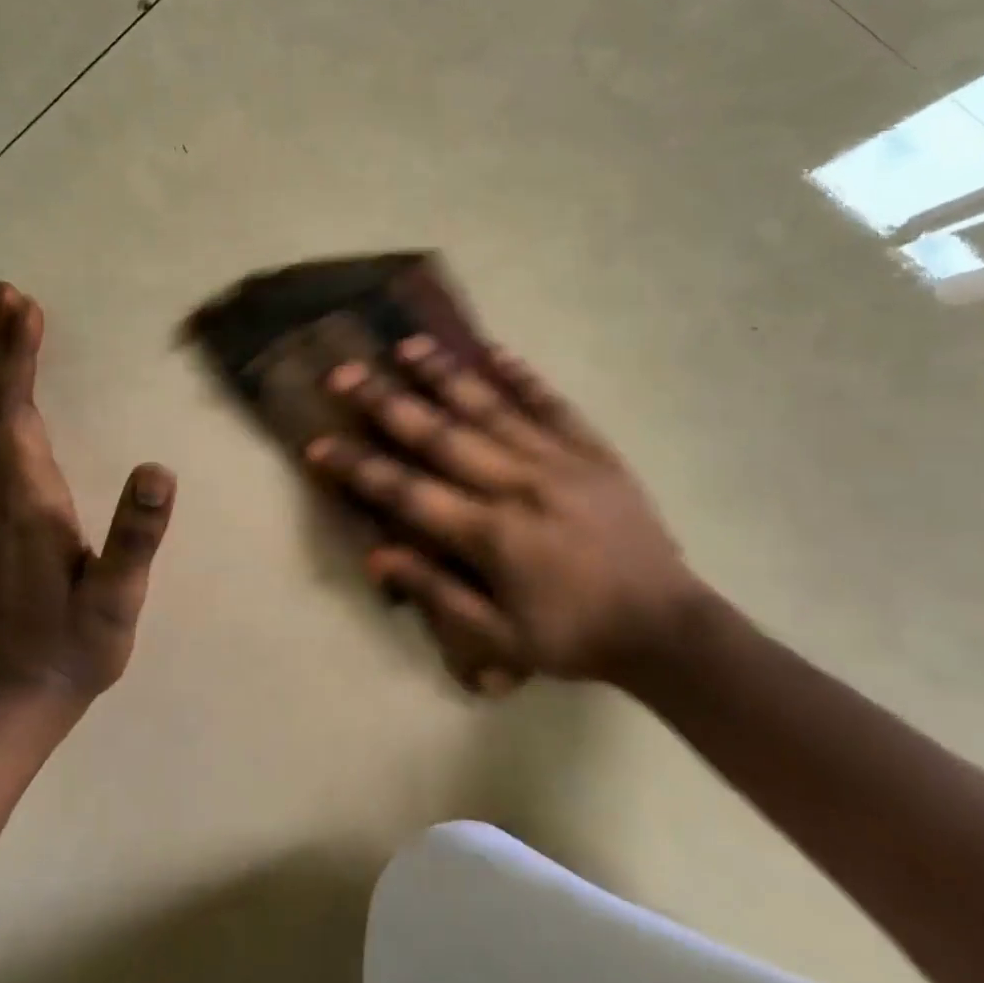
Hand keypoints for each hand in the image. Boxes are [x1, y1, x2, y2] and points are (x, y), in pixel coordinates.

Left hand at [0, 281, 176, 701]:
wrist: (22, 692)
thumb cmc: (78, 642)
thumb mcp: (117, 595)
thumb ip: (136, 533)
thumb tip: (158, 467)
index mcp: (29, 497)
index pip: (17, 411)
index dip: (19, 356)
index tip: (22, 306)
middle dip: (1, 346)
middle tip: (3, 292)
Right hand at [306, 336, 716, 695]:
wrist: (665, 628)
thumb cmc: (574, 637)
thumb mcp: (500, 637)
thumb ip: (438, 592)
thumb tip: (376, 556)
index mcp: (491, 534)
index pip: (408, 492)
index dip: (359, 468)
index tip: (318, 444)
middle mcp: (518, 485)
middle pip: (441, 435)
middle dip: (387, 403)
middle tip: (345, 372)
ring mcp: (558, 461)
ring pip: (491, 407)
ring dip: (445, 374)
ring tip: (407, 344)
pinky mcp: (593, 451)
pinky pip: (553, 405)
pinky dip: (523, 376)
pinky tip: (496, 350)